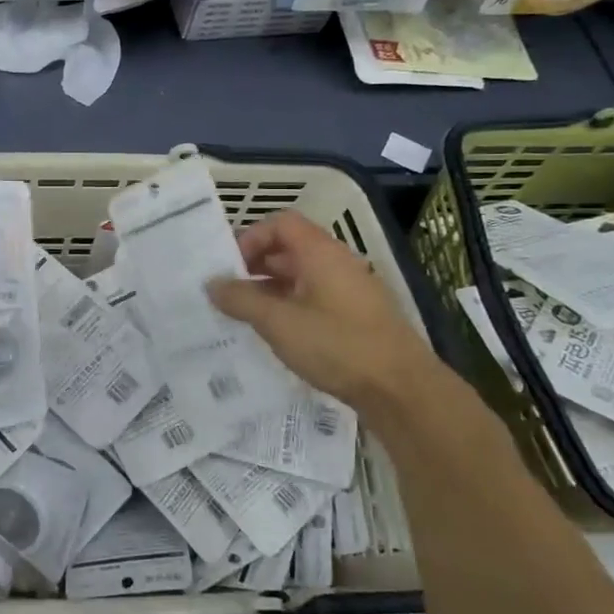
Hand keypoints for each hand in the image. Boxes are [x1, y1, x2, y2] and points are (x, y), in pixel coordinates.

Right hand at [207, 210, 437, 411]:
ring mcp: (350, 291)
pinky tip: (274, 334)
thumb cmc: (337, 345)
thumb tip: (212, 284)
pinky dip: (289, 307)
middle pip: (289, 248)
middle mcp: (337, 263)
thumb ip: (241, 300)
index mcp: (321, 253)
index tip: (230, 267)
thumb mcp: (278, 323)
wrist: (401, 390)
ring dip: (269, 289)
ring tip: (243, 315)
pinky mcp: (356, 317)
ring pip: (300, 277)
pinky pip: (314, 299)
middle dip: (254, 266)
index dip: (250, 237)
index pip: (280, 224)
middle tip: (227, 292)